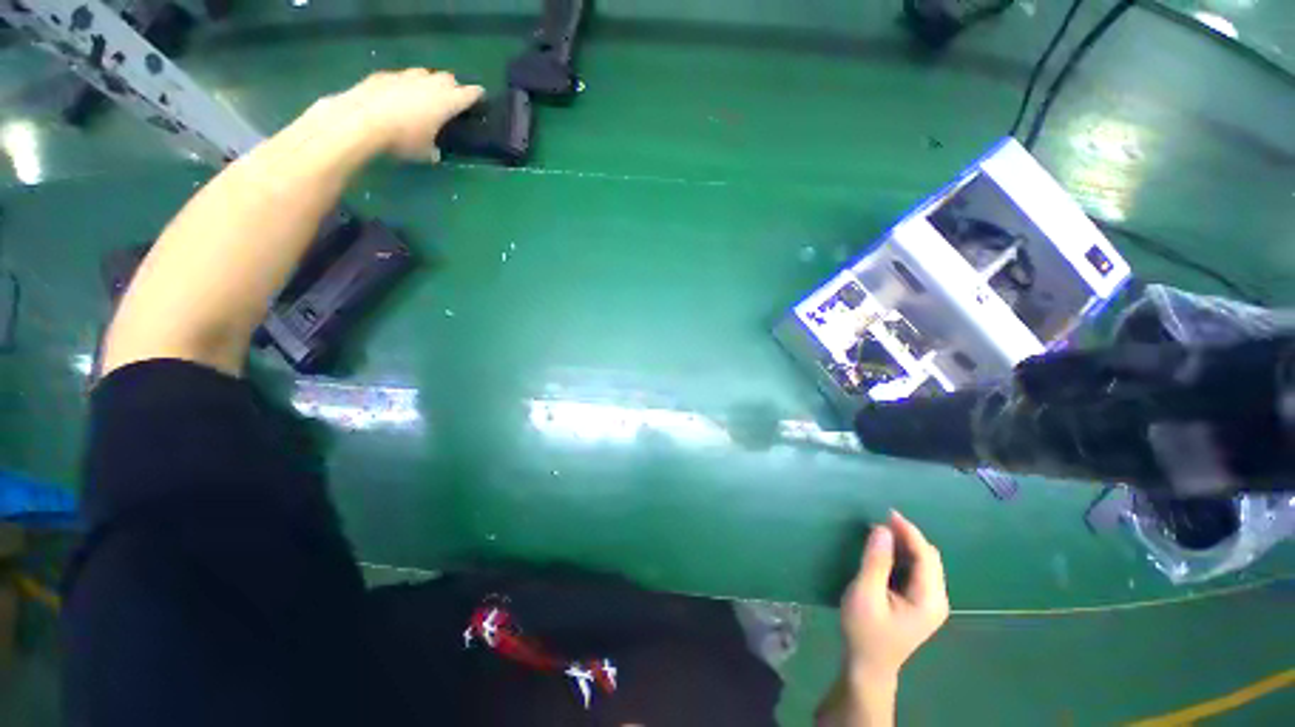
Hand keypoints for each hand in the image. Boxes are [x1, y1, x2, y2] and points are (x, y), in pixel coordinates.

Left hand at [317, 69, 484, 161]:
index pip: (469, 94)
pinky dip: (405, 85)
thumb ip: (435, 149)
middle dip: (452, 87)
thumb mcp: (425, 153)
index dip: (476, 95)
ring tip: (424, 96)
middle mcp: (429, 84)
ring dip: (428, 83)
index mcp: (446, 102)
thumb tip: (435, 151)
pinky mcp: (384, 75)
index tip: (480, 97)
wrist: (361, 121)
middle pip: (447, 78)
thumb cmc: (402, 139)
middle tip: (451, 99)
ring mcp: (405, 76)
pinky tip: (399, 97)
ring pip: (424, 74)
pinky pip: (401, 77)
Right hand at [840, 511, 948, 683]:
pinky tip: (886, 552)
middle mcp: (937, 599)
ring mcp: (931, 603)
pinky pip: (917, 571)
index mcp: (929, 599)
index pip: (926, 556)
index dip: (909, 531)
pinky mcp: (920, 604)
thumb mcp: (865, 594)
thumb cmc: (865, 631)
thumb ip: (875, 561)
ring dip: (905, 545)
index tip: (887, 512)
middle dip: (908, 536)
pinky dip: (904, 557)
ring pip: (924, 563)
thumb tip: (881, 528)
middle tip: (880, 521)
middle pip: (929, 558)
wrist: (868, 665)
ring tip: (880, 532)